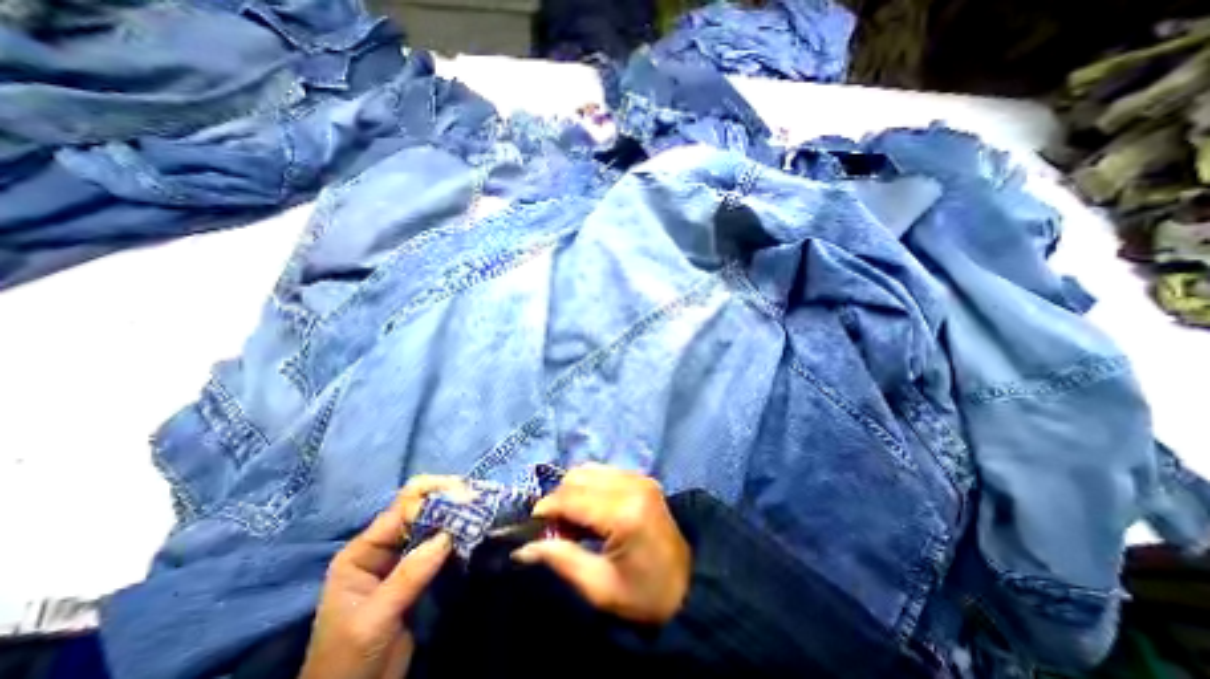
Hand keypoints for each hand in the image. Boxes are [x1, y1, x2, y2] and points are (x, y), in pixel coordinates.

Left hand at [301, 474, 467, 677]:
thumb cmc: (347, 660)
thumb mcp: (373, 620)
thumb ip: (409, 575)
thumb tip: (448, 535)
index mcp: (362, 551)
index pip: (401, 509)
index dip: (432, 498)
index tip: (464, 497)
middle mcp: (383, 547)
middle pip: (419, 509)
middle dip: (448, 500)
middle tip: (478, 497)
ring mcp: (403, 559)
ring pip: (433, 524)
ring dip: (457, 516)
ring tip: (482, 508)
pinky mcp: (420, 571)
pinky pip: (441, 544)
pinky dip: (458, 535)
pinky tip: (475, 529)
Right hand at [511, 463, 689, 621]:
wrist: (690, 586)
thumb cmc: (644, 597)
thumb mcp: (599, 588)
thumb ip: (560, 560)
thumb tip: (522, 547)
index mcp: (624, 513)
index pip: (572, 497)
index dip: (546, 509)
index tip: (531, 528)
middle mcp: (631, 485)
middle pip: (578, 477)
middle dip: (558, 500)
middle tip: (555, 531)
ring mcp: (639, 477)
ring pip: (588, 470)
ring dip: (572, 491)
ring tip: (573, 521)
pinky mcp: (641, 477)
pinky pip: (603, 471)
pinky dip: (588, 487)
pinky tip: (590, 511)